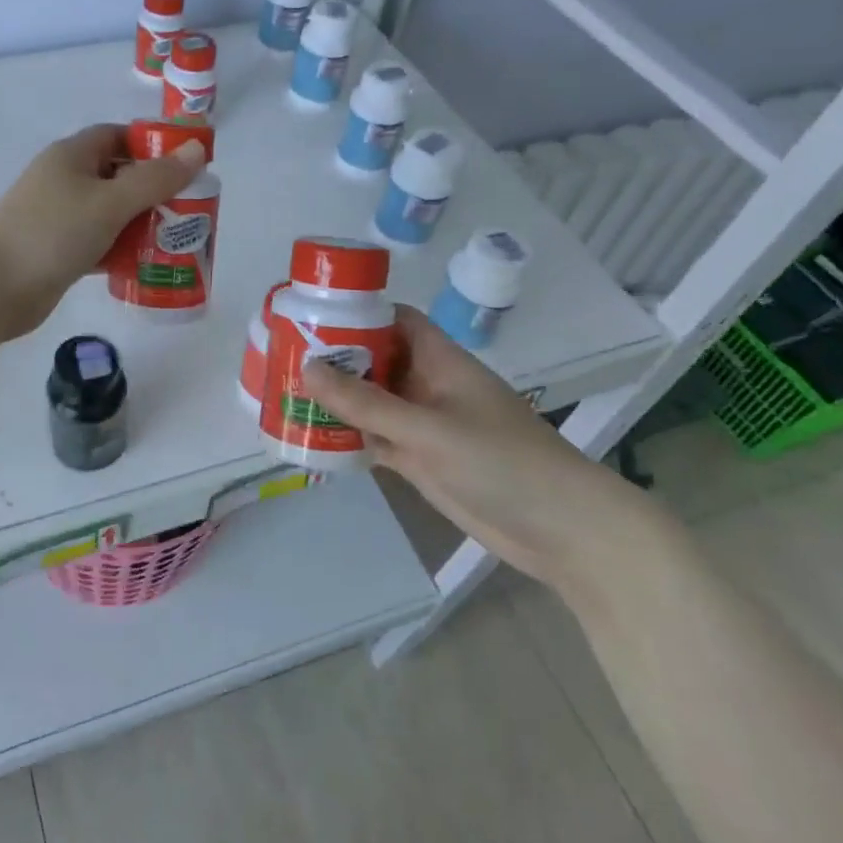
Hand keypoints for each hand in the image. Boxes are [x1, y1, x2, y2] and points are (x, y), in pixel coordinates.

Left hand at [0, 123, 205, 340]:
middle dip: (153, 190)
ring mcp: (59, 218)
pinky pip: (99, 243)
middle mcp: (64, 181)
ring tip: (178, 239)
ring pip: (110, 213)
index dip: (152, 145)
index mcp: (72, 156)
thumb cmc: (52, 233)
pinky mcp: (57, 252)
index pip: (117, 136)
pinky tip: (148, 264)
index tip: (186, 166)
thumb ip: (155, 179)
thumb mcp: (110, 202)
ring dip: (140, 224)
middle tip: (191, 209)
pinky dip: (121, 250)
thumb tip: (198, 150)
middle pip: (118, 176)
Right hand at [301, 305, 641, 588]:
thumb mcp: (428, 428)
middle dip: (334, 358)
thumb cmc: (501, 462)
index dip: (357, 312)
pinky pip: (376, 439)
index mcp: (440, 361)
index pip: (395, 320)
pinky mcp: (422, 460)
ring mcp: (425, 426)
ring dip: (336, 400)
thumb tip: (307, 368)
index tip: (311, 313)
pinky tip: (311, 437)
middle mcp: (429, 386)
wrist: (560, 529)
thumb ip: (367, 403)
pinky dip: (348, 437)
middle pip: (376, 361)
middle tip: (283, 356)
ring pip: (372, 402)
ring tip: (285, 392)